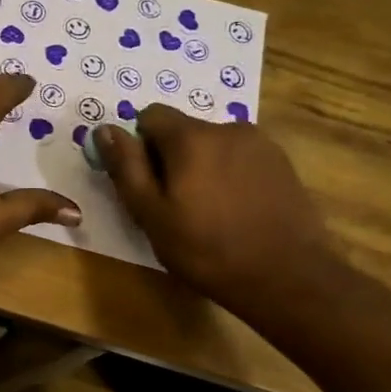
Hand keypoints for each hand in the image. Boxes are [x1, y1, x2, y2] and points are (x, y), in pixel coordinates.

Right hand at [97, 105, 337, 310]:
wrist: (286, 276)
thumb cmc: (205, 248)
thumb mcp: (150, 213)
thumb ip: (126, 167)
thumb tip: (104, 130)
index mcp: (191, 138)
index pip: (151, 115)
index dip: (140, 145)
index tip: (145, 182)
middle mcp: (228, 128)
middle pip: (183, 130)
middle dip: (170, 158)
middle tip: (173, 205)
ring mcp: (261, 144)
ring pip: (213, 145)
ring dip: (201, 167)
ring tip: (206, 211)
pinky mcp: (282, 163)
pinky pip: (240, 158)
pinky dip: (228, 176)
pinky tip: (234, 211)